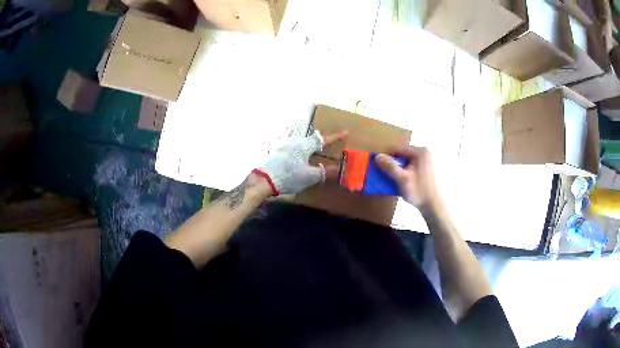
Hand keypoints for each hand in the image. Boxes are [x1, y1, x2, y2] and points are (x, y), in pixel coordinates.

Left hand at [254, 130, 347, 195]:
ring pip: (303, 144)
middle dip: (322, 142)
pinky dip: (303, 153)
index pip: (324, 138)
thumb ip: (323, 172)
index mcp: (304, 145)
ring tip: (318, 154)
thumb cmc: (288, 176)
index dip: (336, 136)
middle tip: (331, 145)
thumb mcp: (309, 176)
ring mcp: (285, 146)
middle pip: (312, 139)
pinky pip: (296, 149)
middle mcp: (295, 141)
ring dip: (312, 148)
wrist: (263, 180)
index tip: (346, 132)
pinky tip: (302, 160)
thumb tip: (336, 168)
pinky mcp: (279, 152)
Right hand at [375, 146, 439, 208]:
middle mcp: (424, 153)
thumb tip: (377, 156)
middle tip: (389, 176)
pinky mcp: (426, 168)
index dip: (387, 158)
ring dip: (398, 169)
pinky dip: (404, 172)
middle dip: (393, 164)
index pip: (397, 149)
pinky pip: (410, 166)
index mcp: (420, 152)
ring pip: (405, 161)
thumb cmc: (419, 191)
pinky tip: (403, 181)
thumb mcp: (402, 179)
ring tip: (395, 180)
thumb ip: (390, 167)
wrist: (433, 205)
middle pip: (401, 155)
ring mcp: (426, 160)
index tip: (381, 169)